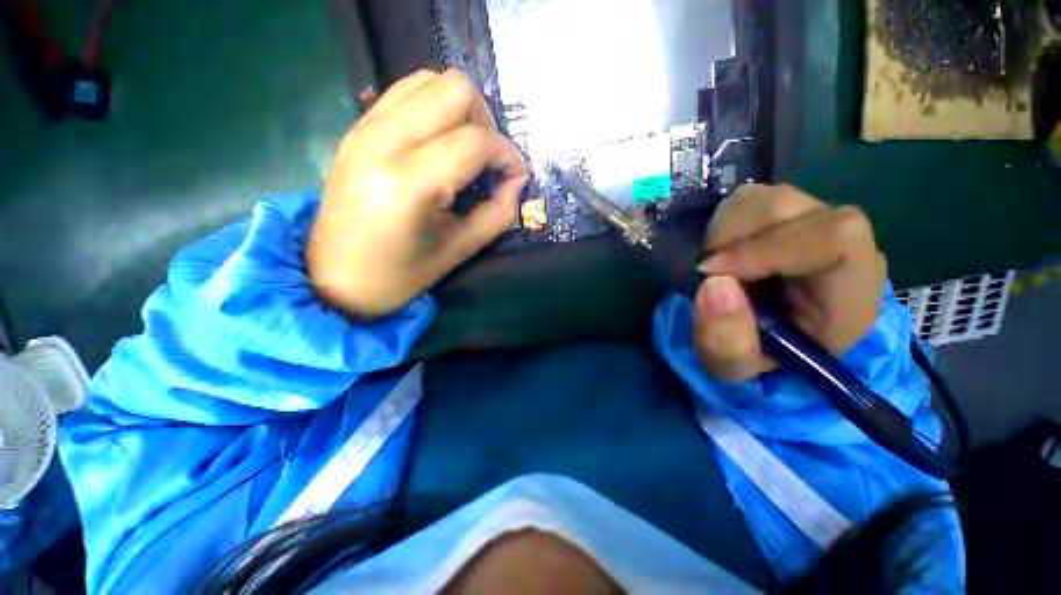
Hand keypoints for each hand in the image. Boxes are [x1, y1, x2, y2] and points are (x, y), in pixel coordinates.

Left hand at [307, 69, 528, 317]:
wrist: (336, 276)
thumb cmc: (400, 274)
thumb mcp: (459, 250)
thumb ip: (498, 213)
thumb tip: (516, 181)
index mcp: (409, 183)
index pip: (475, 141)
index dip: (507, 156)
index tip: (516, 177)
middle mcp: (383, 142)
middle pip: (455, 90)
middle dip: (486, 123)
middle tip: (488, 161)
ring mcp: (365, 128)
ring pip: (430, 80)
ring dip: (461, 110)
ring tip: (465, 150)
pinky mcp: (357, 127)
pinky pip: (406, 92)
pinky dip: (435, 107)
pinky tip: (440, 142)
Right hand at [693, 184, 886, 382]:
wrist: (770, 339)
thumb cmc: (761, 358)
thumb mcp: (736, 367)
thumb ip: (727, 340)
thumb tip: (712, 283)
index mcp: (851, 289)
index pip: (833, 238)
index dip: (765, 248)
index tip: (711, 273)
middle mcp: (840, 242)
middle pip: (787, 207)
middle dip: (730, 239)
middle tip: (705, 272)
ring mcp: (811, 219)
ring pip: (763, 197)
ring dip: (722, 230)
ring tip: (713, 264)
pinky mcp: (784, 213)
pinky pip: (748, 200)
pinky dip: (721, 223)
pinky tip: (720, 251)